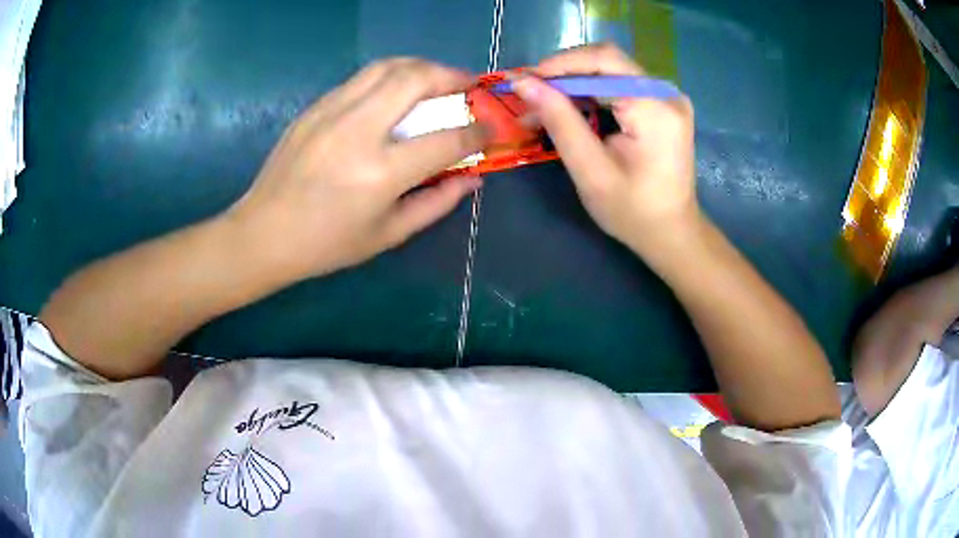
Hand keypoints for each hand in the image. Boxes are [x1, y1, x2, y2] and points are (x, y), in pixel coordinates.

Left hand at [227, 58, 489, 278]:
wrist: (263, 232)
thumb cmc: (326, 243)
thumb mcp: (388, 234)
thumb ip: (436, 202)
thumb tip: (473, 178)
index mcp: (380, 172)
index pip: (446, 139)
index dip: (478, 132)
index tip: (492, 128)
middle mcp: (358, 130)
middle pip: (416, 79)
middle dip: (453, 75)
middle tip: (469, 85)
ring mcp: (332, 112)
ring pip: (388, 67)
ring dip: (422, 66)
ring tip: (437, 79)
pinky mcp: (315, 107)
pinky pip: (362, 78)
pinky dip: (390, 77)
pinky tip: (395, 93)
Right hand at [511, 44, 697, 254]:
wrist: (672, 233)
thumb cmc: (633, 211)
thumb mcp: (590, 170)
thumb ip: (559, 120)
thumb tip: (523, 82)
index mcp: (655, 107)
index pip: (604, 60)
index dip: (560, 63)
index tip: (525, 81)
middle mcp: (666, 93)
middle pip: (608, 62)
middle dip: (565, 74)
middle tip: (531, 96)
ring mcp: (668, 98)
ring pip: (612, 72)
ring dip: (575, 85)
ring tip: (544, 107)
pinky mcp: (664, 105)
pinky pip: (622, 85)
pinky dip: (593, 94)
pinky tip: (572, 110)